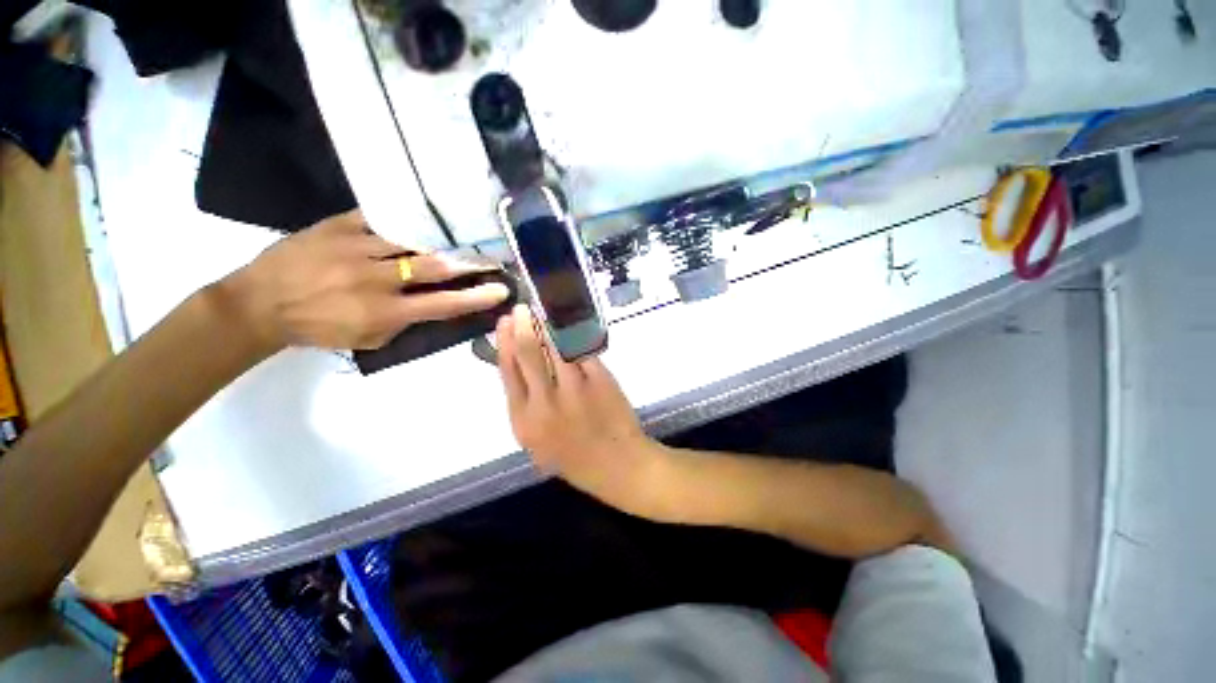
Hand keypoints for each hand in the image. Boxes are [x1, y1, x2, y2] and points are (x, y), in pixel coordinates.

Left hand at [218, 210, 509, 351]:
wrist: (259, 303)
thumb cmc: (319, 329)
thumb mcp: (367, 340)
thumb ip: (404, 323)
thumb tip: (434, 305)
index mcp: (384, 313)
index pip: (442, 305)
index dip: (476, 297)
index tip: (501, 290)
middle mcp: (375, 280)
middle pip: (432, 267)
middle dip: (467, 263)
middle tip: (490, 258)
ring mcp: (355, 248)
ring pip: (410, 240)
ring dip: (440, 241)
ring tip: (461, 237)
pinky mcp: (337, 226)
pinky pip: (378, 217)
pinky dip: (403, 218)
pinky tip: (420, 218)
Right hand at [496, 305, 670, 517]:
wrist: (618, 466)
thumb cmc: (575, 458)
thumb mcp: (537, 442)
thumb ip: (527, 406)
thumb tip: (520, 367)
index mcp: (523, 421)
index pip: (508, 372)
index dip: (505, 344)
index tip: (505, 324)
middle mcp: (544, 403)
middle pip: (528, 353)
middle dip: (523, 326)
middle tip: (522, 309)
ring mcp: (574, 389)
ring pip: (554, 347)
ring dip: (547, 326)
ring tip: (542, 312)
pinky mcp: (599, 380)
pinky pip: (580, 351)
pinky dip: (573, 336)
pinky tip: (569, 325)